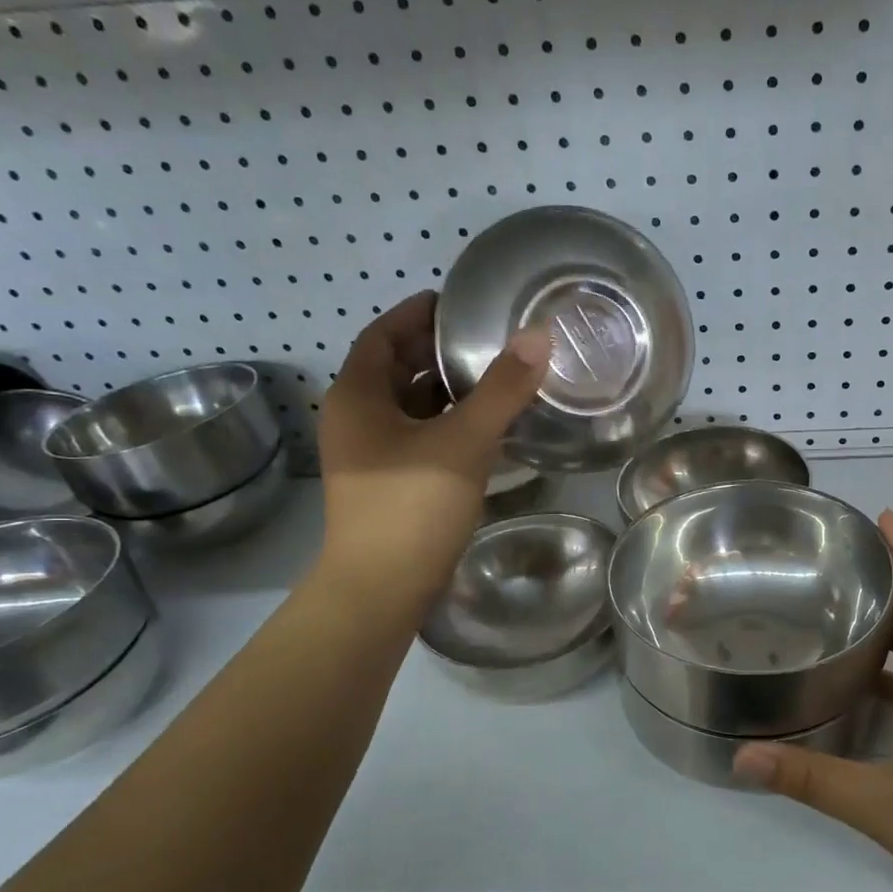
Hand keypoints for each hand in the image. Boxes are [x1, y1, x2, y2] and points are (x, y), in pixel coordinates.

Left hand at [316, 291, 550, 596]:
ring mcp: (368, 456)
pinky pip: (418, 437)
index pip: (382, 335)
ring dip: (444, 391)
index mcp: (357, 396)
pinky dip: (446, 424)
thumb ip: (502, 388)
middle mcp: (355, 419)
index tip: (456, 303)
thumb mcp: (464, 440)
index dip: (417, 314)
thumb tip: (537, 335)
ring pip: (408, 407)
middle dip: (435, 351)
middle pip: (394, 369)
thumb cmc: (413, 505)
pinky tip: (484, 430)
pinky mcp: (387, 484)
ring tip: (493, 378)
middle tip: (484, 339)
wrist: (381, 588)